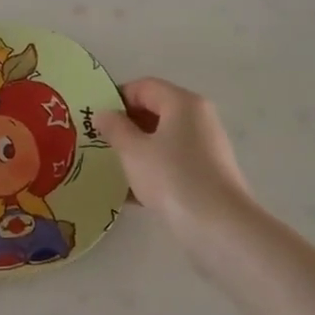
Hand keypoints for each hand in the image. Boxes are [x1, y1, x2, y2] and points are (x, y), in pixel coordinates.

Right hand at [93, 78, 259, 253]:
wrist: (219, 227)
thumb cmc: (172, 177)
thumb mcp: (133, 150)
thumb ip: (115, 128)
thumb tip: (104, 114)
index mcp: (182, 103)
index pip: (144, 87)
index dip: (116, 98)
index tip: (94, 118)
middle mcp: (198, 118)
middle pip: (155, 111)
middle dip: (125, 125)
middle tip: (98, 142)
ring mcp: (206, 148)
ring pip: (162, 140)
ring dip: (136, 150)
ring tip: (110, 168)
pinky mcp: (208, 175)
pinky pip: (172, 163)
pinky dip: (152, 171)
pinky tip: (129, 194)